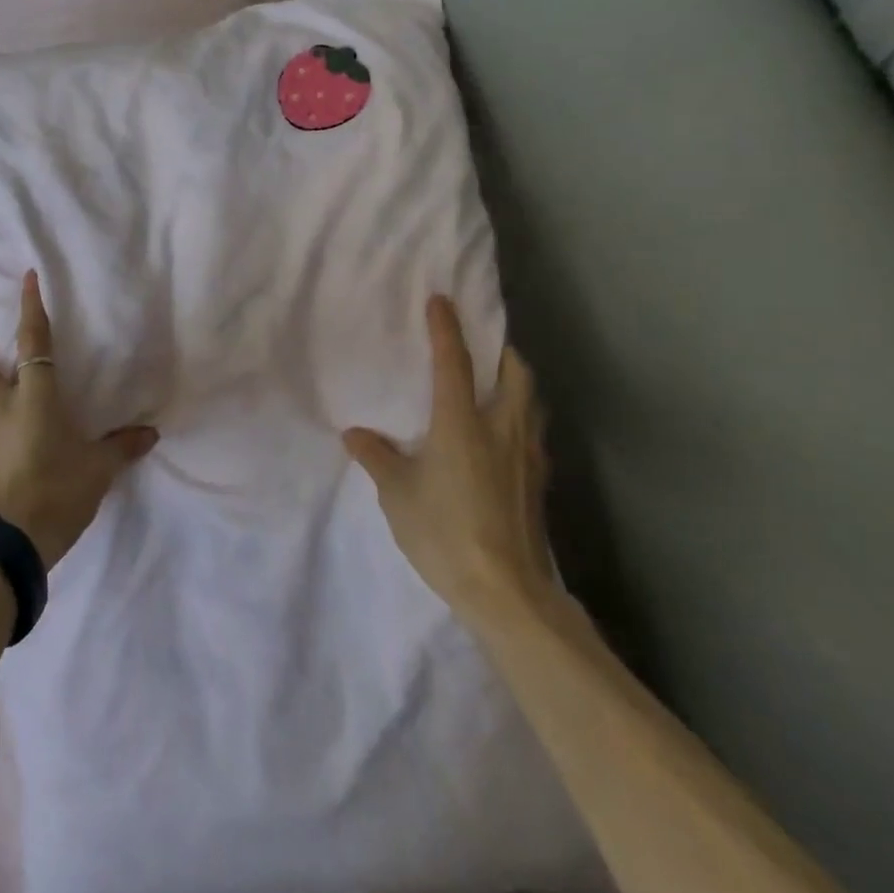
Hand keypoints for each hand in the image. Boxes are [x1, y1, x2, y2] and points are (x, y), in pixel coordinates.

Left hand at [0, 270, 157, 567]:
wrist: (8, 545)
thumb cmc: (56, 492)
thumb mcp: (97, 470)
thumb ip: (121, 448)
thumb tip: (150, 433)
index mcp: (33, 397)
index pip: (32, 342)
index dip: (30, 308)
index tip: (27, 278)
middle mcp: (0, 407)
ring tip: (1, 396)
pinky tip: (4, 442)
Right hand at [343, 295, 556, 627]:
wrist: (507, 592)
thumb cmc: (444, 531)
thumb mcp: (397, 493)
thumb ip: (377, 457)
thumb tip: (355, 433)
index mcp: (462, 423)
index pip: (454, 362)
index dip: (446, 328)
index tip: (442, 300)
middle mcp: (501, 429)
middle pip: (515, 374)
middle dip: (501, 351)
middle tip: (484, 345)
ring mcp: (527, 457)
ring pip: (530, 402)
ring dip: (516, 383)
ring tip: (497, 385)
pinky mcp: (538, 483)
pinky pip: (533, 433)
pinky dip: (521, 419)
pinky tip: (504, 439)